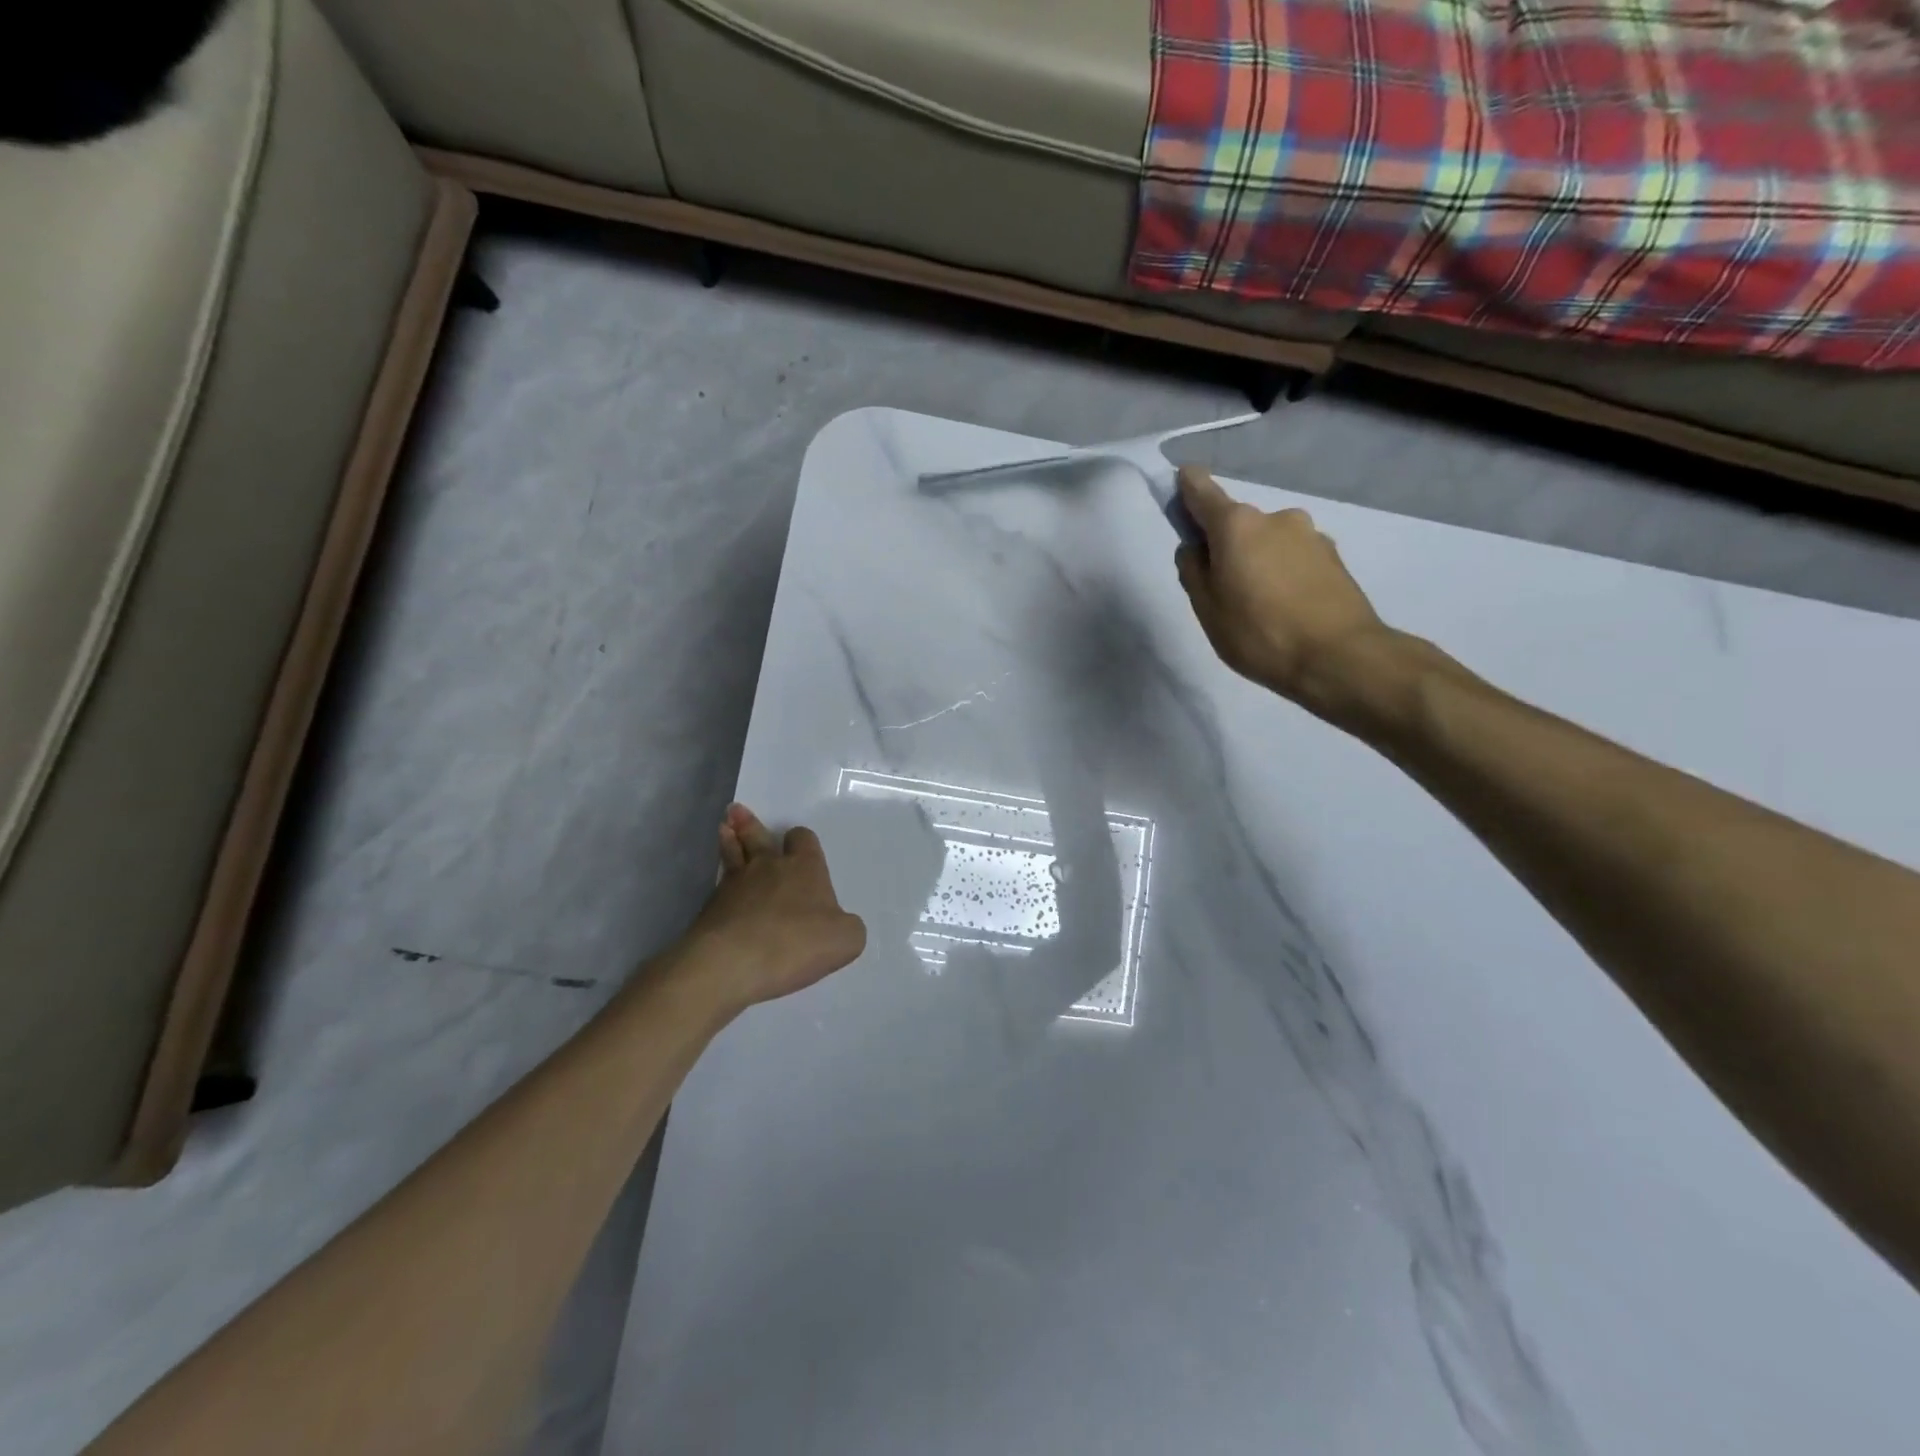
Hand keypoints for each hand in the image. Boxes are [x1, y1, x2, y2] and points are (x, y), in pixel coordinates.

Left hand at [680, 803, 867, 1010]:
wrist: (732, 963)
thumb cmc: (796, 943)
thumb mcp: (845, 940)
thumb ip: (848, 927)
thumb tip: (839, 924)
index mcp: (804, 868)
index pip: (803, 839)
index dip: (801, 840)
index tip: (798, 842)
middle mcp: (768, 867)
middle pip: (758, 837)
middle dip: (750, 824)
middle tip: (737, 811)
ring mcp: (735, 885)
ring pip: (732, 853)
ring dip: (729, 839)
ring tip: (724, 827)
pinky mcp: (710, 909)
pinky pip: (718, 886)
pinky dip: (720, 882)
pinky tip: (721, 887)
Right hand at [1174, 467, 1399, 726]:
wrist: (1339, 658)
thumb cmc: (1259, 633)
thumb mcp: (1207, 609)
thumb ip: (1193, 571)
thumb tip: (1195, 547)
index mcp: (1237, 525)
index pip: (1202, 490)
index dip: (1186, 487)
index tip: (1178, 490)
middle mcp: (1275, 517)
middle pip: (1237, 523)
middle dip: (1225, 545)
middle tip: (1222, 588)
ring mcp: (1310, 535)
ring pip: (1268, 541)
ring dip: (1257, 560)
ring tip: (1258, 605)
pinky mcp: (1334, 557)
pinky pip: (1294, 557)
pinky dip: (1283, 573)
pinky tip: (1286, 608)